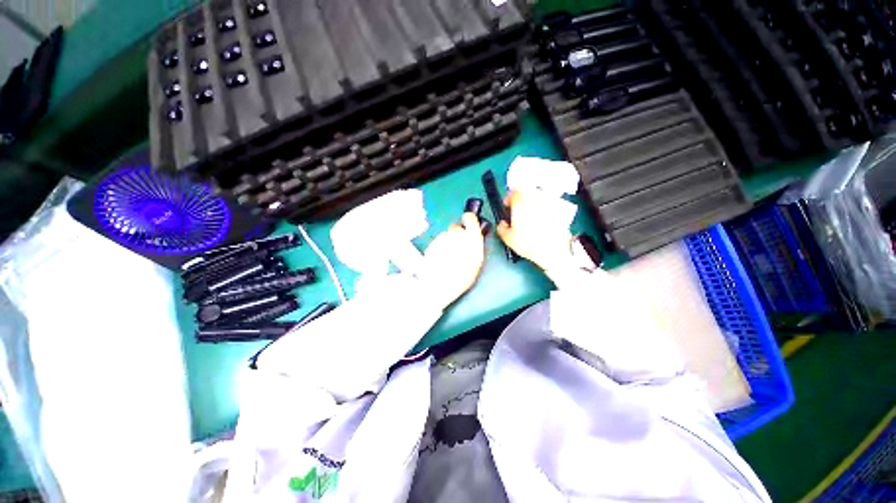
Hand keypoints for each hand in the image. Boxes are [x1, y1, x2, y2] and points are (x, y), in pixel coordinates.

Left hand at [417, 212, 484, 309]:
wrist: (439, 285)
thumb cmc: (461, 278)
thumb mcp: (475, 264)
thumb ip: (475, 248)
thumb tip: (473, 239)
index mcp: (472, 240)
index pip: (471, 219)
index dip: (469, 219)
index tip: (467, 219)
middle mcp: (457, 236)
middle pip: (456, 227)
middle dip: (456, 234)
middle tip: (456, 246)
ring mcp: (443, 238)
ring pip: (446, 235)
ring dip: (447, 241)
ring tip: (447, 257)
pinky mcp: (432, 242)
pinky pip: (438, 241)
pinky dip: (439, 247)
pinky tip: (439, 258)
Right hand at [497, 190, 576, 272]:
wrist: (553, 250)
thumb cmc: (530, 244)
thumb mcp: (508, 239)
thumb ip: (501, 229)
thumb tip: (502, 224)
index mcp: (520, 204)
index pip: (513, 192)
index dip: (508, 197)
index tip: (507, 204)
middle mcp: (535, 200)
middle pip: (527, 190)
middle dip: (521, 196)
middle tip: (518, 206)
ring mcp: (548, 203)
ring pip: (540, 193)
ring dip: (534, 198)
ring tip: (531, 209)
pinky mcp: (560, 209)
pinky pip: (552, 201)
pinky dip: (546, 204)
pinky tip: (544, 214)